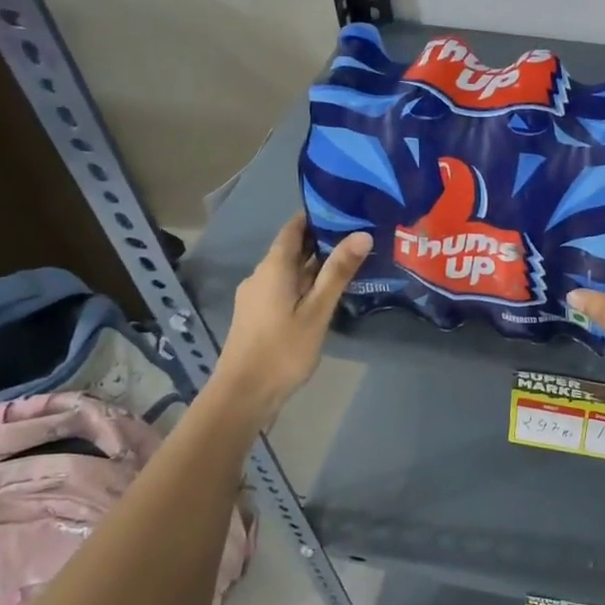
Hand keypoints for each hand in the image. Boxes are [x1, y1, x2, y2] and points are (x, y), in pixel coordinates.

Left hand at [212, 212, 371, 421]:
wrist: (243, 395)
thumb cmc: (282, 350)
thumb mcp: (317, 311)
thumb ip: (338, 273)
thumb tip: (362, 234)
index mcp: (273, 268)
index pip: (293, 228)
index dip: (316, 216)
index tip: (345, 208)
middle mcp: (261, 275)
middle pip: (292, 249)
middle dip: (322, 241)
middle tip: (358, 235)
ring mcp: (256, 297)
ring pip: (289, 271)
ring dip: (315, 265)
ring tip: (349, 263)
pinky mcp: (258, 315)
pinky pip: (284, 289)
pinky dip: (305, 284)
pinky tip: (326, 294)